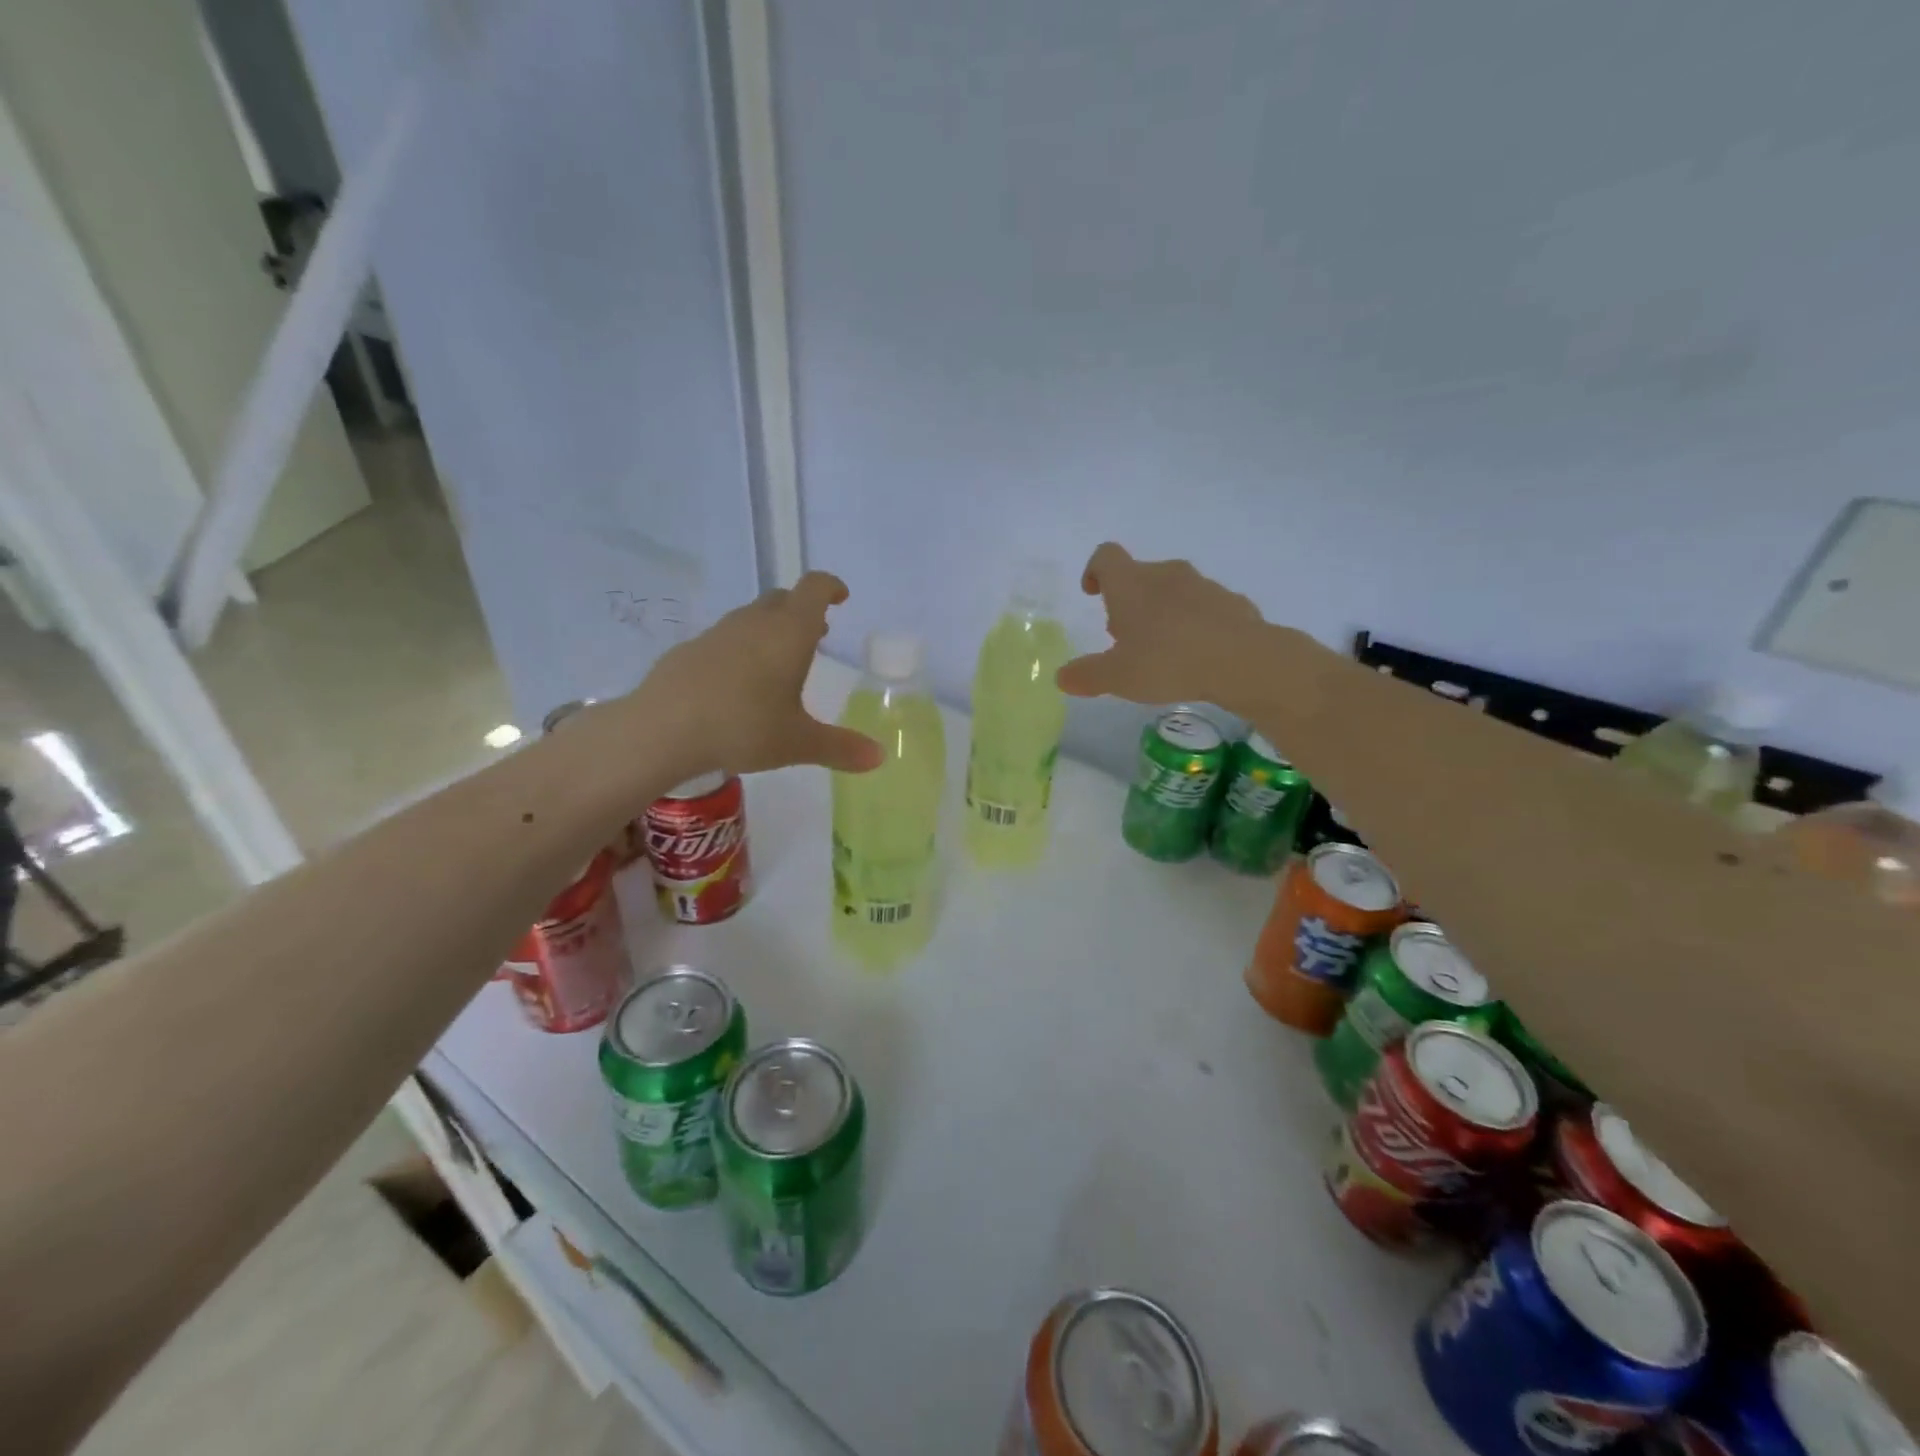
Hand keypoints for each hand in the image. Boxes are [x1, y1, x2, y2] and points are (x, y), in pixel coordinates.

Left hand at [635, 573, 882, 777]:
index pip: (814, 588)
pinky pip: (726, 638)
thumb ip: (841, 748)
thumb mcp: (798, 742)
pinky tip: (737, 682)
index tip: (841, 597)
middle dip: (803, 610)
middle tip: (816, 633)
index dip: (830, 587)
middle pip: (783, 599)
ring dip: (772, 628)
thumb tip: (879, 757)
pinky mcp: (690, 650)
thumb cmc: (744, 727)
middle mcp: (755, 622)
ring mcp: (718, 633)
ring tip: (780, 659)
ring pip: (752, 617)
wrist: (662, 729)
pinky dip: (742, 648)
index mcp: (789, 632)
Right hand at [1057, 543, 1268, 710]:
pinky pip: (1205, 609)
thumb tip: (1061, 677)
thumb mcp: (1117, 677)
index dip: (1094, 571)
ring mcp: (1204, 585)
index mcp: (1131, 584)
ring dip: (1162, 612)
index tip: (1093, 593)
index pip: (1106, 556)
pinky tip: (1198, 655)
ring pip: (1174, 591)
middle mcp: (1166, 574)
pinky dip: (1195, 624)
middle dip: (1129, 602)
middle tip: (1124, 637)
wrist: (1242, 661)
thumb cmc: (1167, 661)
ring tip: (1162, 650)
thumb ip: (1086, 675)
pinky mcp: (1233, 603)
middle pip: (1140, 576)